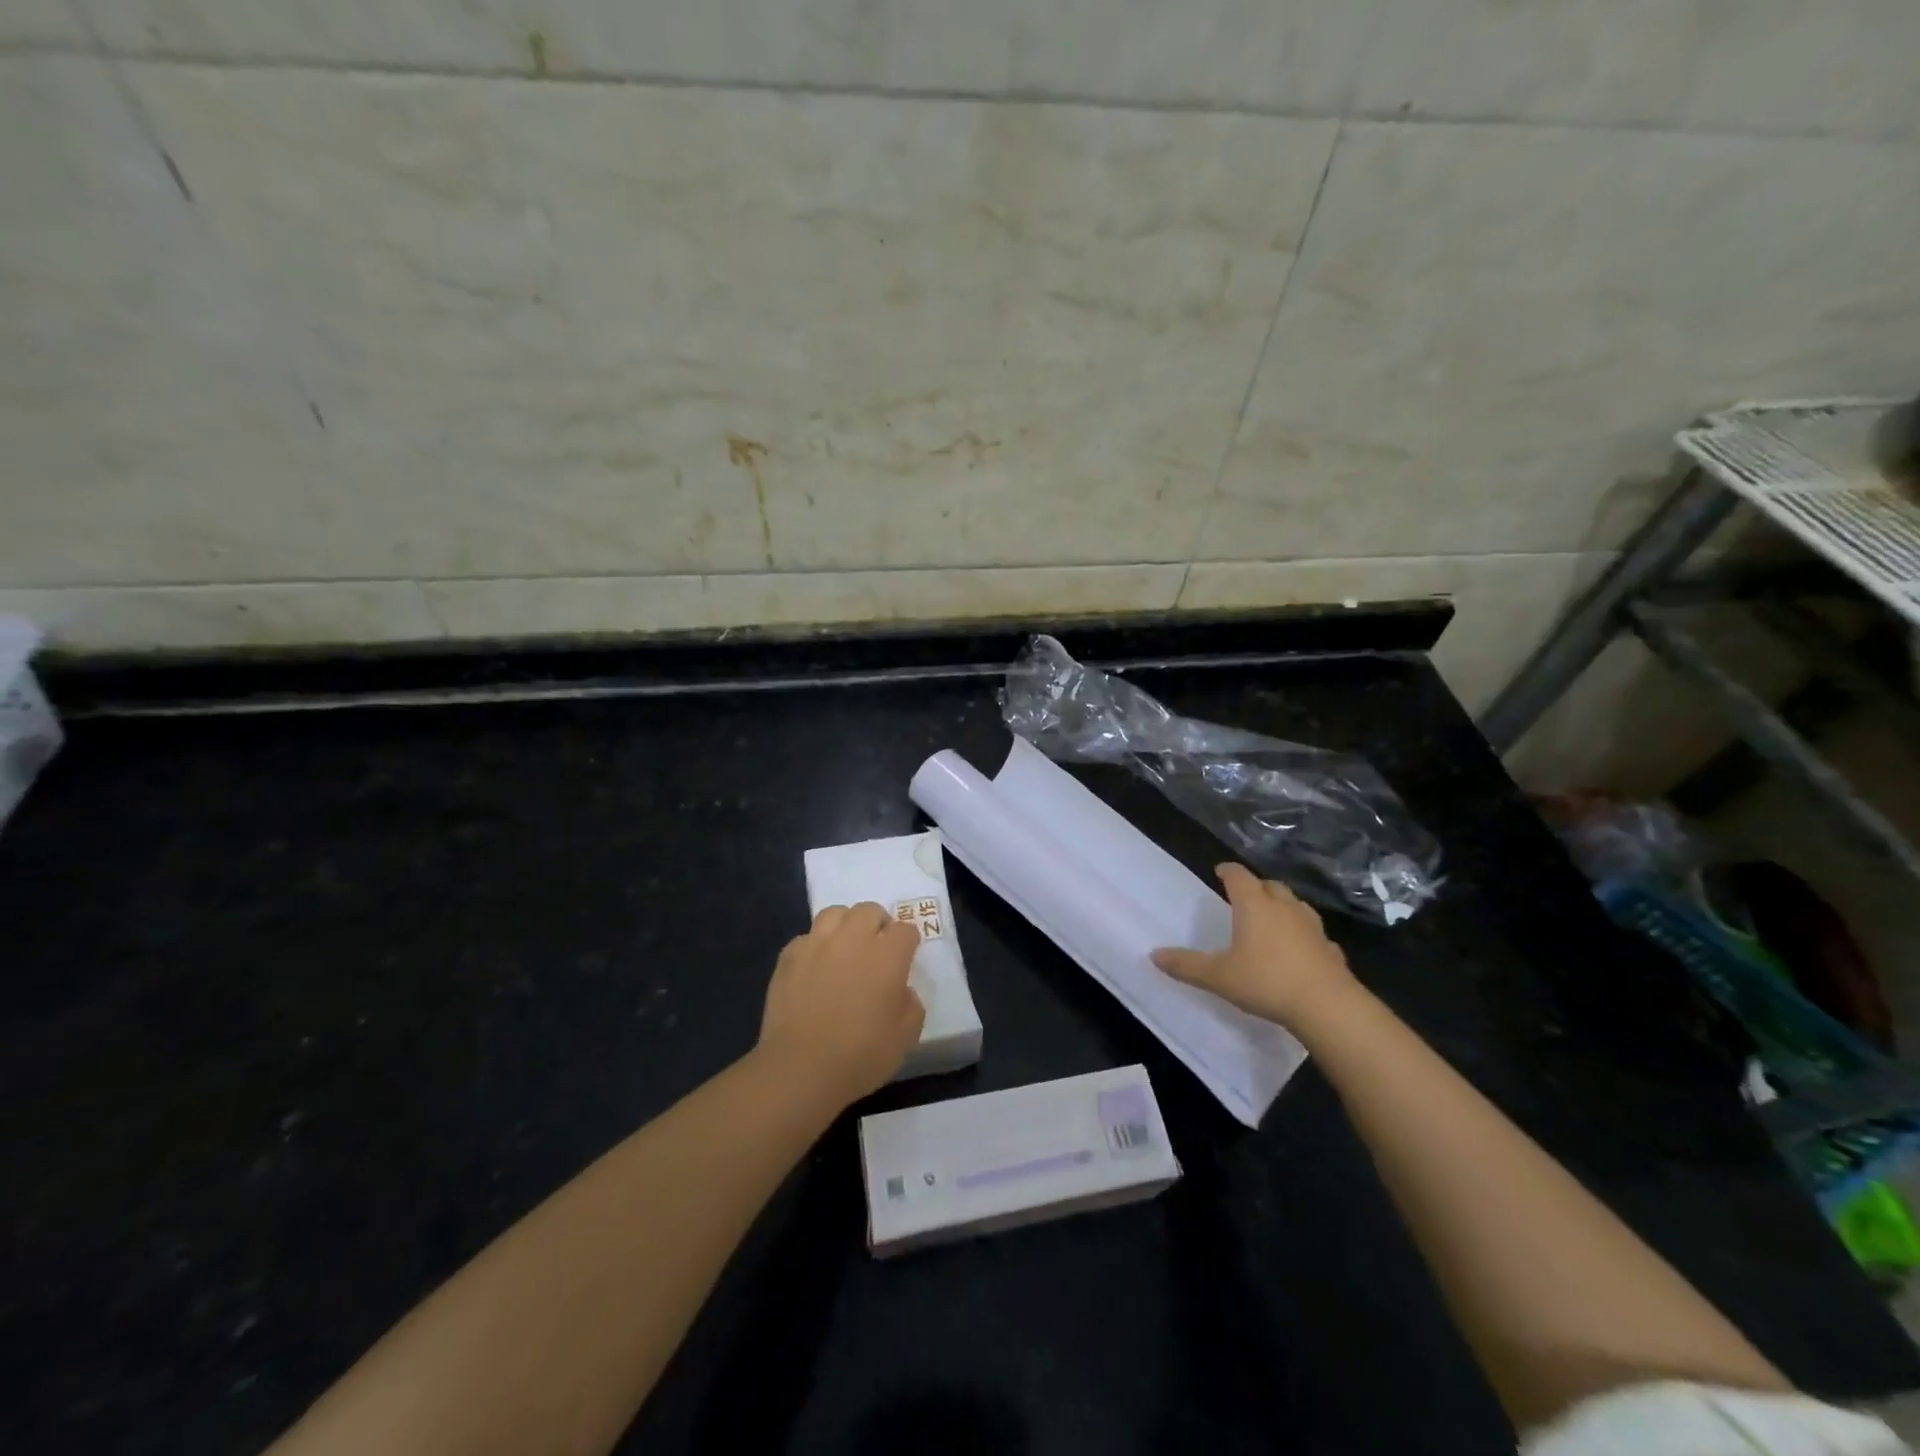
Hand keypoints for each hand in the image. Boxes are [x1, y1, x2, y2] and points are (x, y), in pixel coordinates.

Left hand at [758, 902, 926, 1104]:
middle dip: (877, 924)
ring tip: (844, 947)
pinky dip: (814, 946)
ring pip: (835, 913)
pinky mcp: (789, 956)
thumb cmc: (862, 1054)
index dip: (908, 942)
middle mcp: (853, 938)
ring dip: (845, 925)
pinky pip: (806, 938)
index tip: (905, 958)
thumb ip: (912, 1003)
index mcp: (888, 955)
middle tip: (876, 948)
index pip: (905, 929)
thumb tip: (902, 989)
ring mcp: (817, 944)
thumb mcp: (907, 1035)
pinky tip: (814, 967)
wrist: (802, 1067)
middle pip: (869, 910)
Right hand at [1151, 863, 1357, 1029]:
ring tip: (1271, 918)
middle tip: (1244, 896)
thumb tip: (1154, 955)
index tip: (1220, 871)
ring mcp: (1312, 926)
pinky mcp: (1331, 948)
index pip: (1238, 876)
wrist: (1327, 1006)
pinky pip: (1314, 934)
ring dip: (1282, 906)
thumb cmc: (1266, 982)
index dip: (1227, 871)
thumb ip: (1186, 965)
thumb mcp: (1218, 977)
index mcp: (1254, 905)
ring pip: (1295, 905)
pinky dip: (1303, 935)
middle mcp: (1284, 907)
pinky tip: (1300, 950)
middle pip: (1270, 885)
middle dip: (1256, 886)